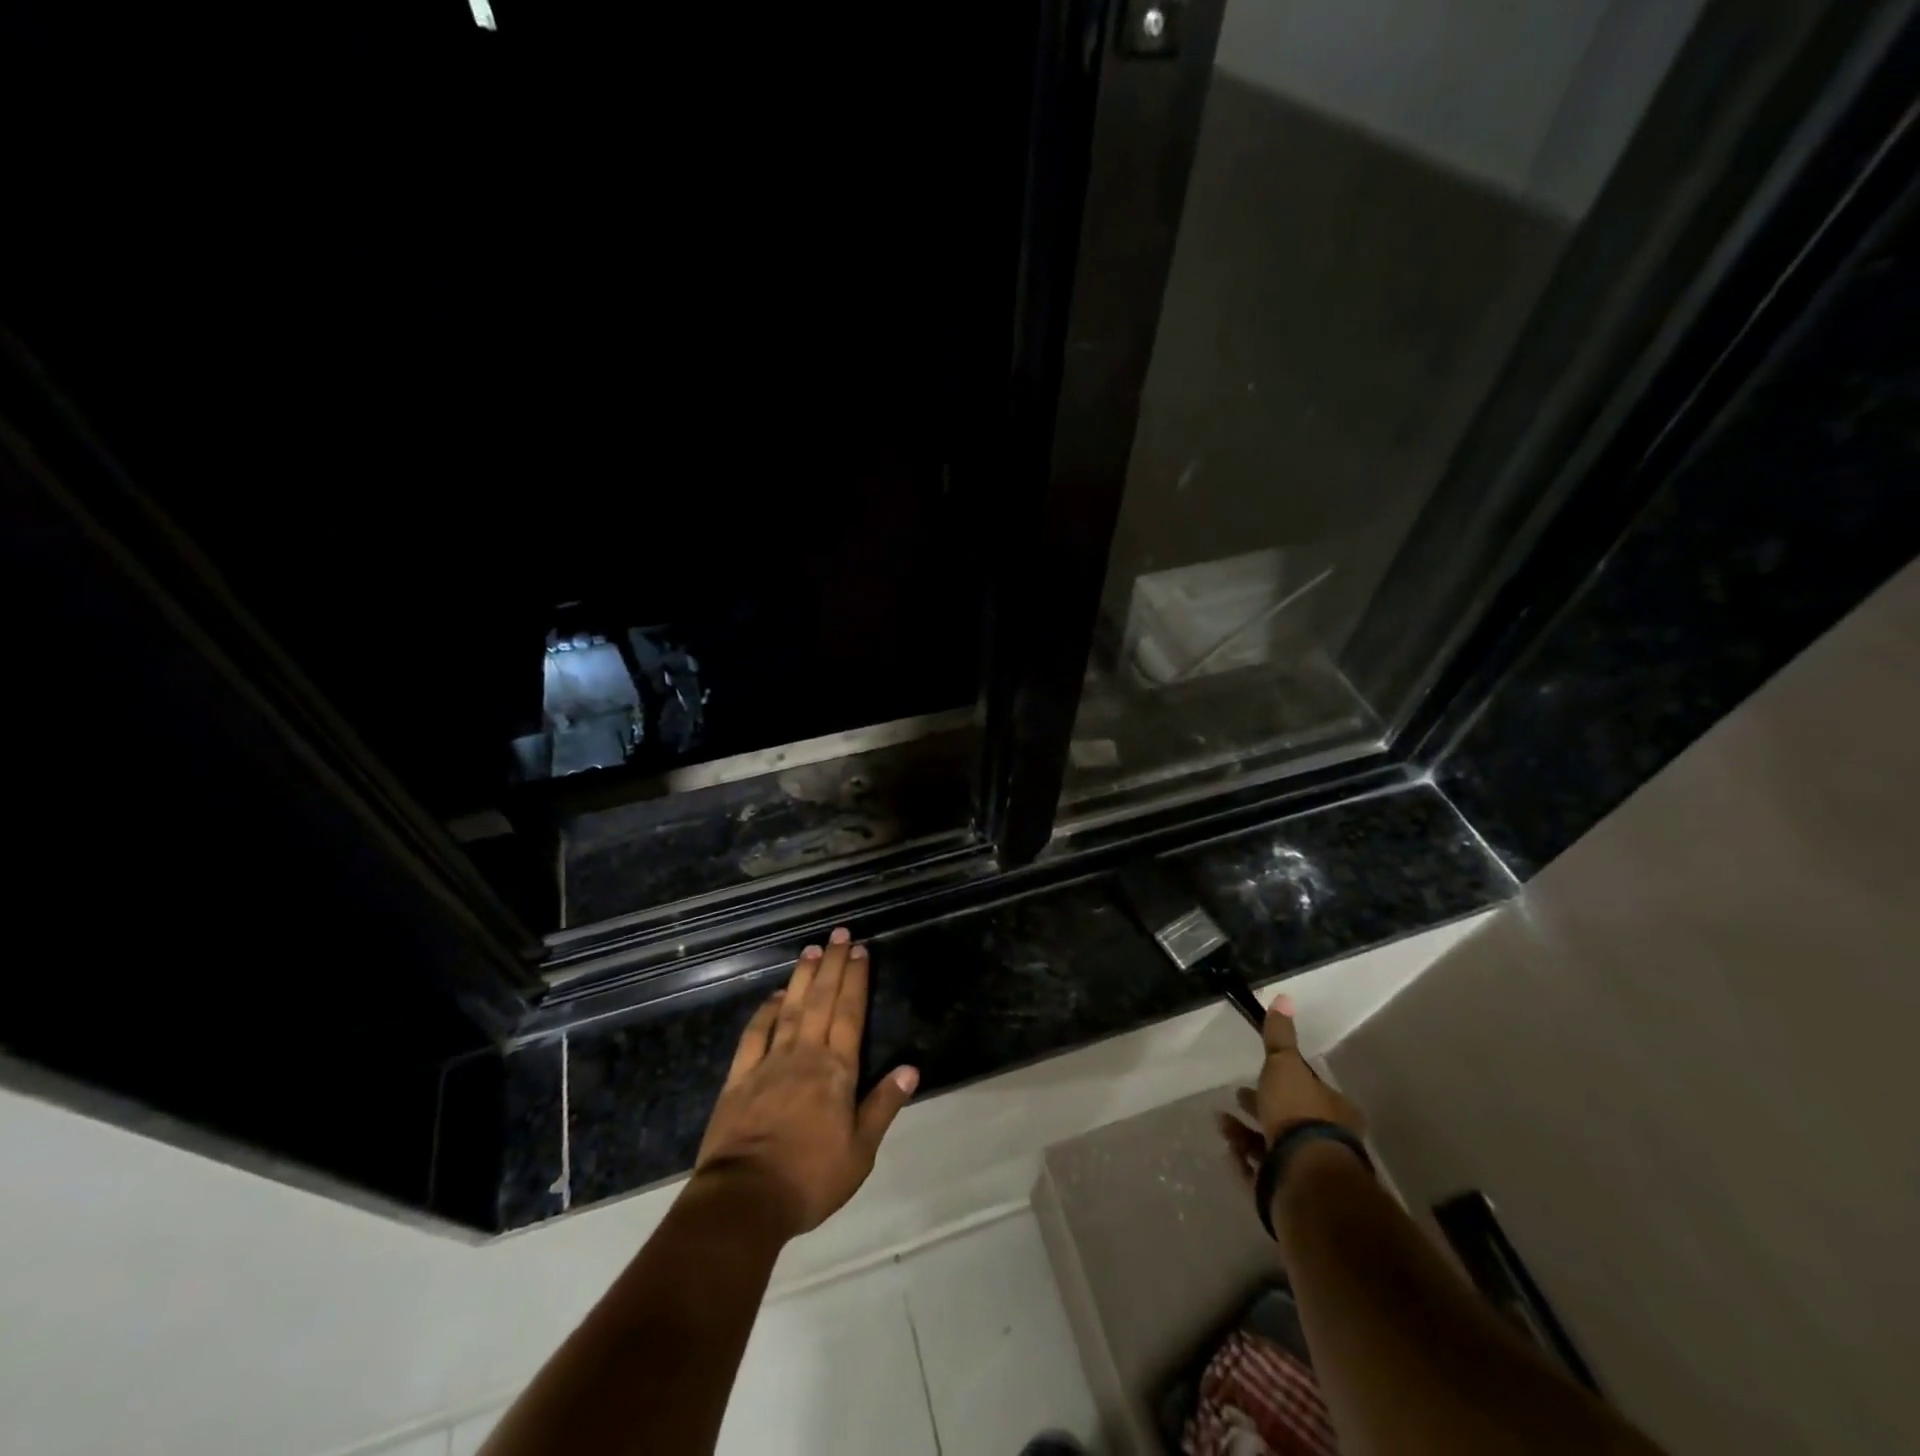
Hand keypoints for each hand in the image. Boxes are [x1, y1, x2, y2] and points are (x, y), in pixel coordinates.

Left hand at [695, 928, 918, 1238]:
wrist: (745, 1199)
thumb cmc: (810, 1178)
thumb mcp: (860, 1151)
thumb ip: (883, 1105)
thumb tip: (910, 1068)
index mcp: (836, 1071)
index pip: (850, 1014)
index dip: (856, 980)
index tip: (860, 951)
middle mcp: (804, 1055)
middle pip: (821, 1001)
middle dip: (833, 965)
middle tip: (839, 934)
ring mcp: (769, 1063)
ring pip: (789, 1009)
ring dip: (801, 977)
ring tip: (811, 949)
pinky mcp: (739, 1078)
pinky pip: (754, 1035)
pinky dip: (764, 1012)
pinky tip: (772, 996)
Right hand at [1217, 994, 1365, 1189]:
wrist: (1305, 1179)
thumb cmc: (1299, 1114)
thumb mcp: (1285, 1065)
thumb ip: (1280, 1036)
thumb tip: (1284, 997)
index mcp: (1333, 1110)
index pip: (1308, 1089)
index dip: (1283, 1080)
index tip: (1258, 1074)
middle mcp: (1326, 1141)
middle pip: (1289, 1120)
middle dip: (1260, 1107)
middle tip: (1236, 1096)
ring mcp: (1307, 1171)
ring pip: (1271, 1147)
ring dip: (1244, 1133)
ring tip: (1221, 1123)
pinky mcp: (1288, 1194)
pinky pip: (1261, 1174)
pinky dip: (1244, 1161)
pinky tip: (1229, 1151)